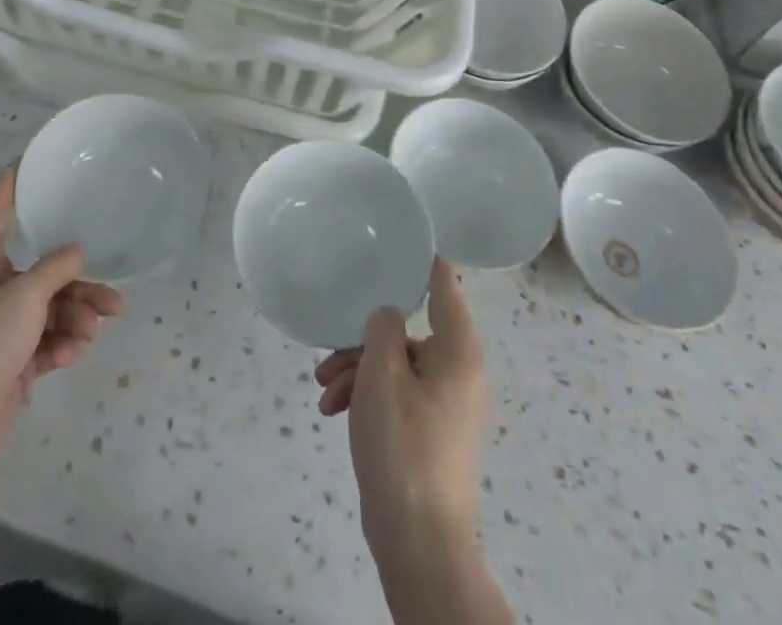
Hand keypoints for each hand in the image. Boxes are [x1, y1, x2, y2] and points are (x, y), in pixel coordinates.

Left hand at [0, 166, 123, 478]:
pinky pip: (46, 343)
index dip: (8, 187)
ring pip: (51, 311)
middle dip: (78, 285)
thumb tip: (77, 250)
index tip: (24, 162)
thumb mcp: (25, 295)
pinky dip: (61, 346)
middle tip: (112, 296)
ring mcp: (2, 330)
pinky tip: (71, 354)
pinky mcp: (11, 363)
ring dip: (76, 318)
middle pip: (43, 274)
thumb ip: (56, 268)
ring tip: (94, 329)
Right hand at [315, 260, 485, 549]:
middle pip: (407, 330)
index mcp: (458, 350)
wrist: (417, 540)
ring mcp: (445, 403)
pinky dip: (367, 396)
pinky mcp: (430, 430)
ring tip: (324, 392)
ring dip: (357, 371)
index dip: (420, 261)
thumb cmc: (402, 444)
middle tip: (328, 355)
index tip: (394, 242)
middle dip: (362, 341)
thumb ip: (383, 326)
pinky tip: (333, 412)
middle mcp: (458, 370)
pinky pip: (397, 393)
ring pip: (395, 364)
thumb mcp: (382, 373)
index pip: (443, 285)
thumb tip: (388, 314)